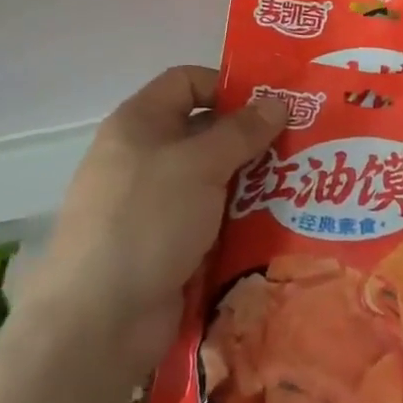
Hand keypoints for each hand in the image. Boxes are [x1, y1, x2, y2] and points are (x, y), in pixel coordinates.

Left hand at [32, 66, 285, 375]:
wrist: (100, 320)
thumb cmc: (147, 219)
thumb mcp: (199, 164)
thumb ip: (241, 131)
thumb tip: (276, 103)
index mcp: (139, 123)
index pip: (186, 82)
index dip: (228, 85)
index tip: (273, 104)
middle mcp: (143, 157)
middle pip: (204, 132)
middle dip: (250, 138)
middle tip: (302, 145)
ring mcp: (154, 205)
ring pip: (212, 180)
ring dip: (251, 182)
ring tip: (302, 185)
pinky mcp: (166, 247)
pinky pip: (210, 221)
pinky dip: (239, 221)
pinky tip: (279, 226)